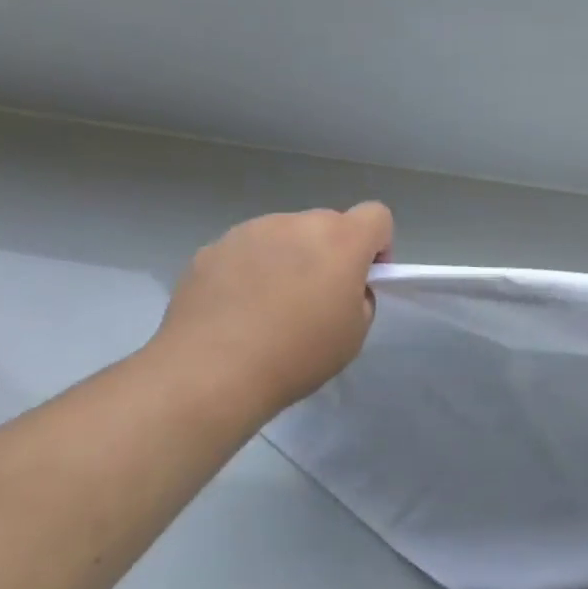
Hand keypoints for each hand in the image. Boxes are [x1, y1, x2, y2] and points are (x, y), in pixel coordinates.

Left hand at [150, 203, 392, 414]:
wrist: (209, 373)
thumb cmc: (296, 354)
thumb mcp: (354, 333)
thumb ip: (360, 297)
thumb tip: (341, 287)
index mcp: (341, 240)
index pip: (376, 215)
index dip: (378, 245)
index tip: (363, 279)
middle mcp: (296, 223)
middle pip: (328, 224)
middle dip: (331, 253)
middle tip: (315, 299)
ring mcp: (249, 232)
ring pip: (285, 235)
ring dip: (289, 258)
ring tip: (269, 306)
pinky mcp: (211, 249)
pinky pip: (246, 251)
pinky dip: (250, 270)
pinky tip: (236, 310)